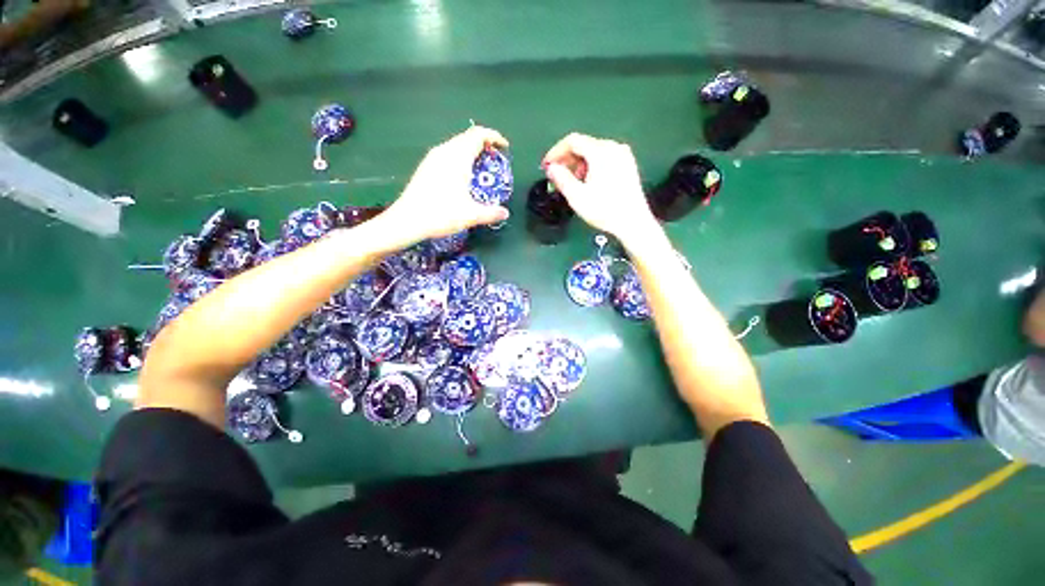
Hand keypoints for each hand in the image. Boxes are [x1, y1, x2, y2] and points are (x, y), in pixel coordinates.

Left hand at [382, 126, 510, 243]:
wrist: (407, 220)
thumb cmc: (441, 214)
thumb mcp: (471, 215)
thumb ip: (491, 213)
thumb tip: (505, 213)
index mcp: (457, 157)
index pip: (478, 135)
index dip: (494, 137)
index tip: (505, 148)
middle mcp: (444, 151)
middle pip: (468, 137)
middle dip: (485, 145)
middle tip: (495, 161)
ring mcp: (433, 158)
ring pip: (457, 145)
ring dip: (472, 152)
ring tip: (481, 169)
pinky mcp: (426, 166)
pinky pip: (448, 154)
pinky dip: (461, 158)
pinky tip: (463, 178)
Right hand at [542, 133, 659, 244]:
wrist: (633, 222)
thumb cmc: (604, 210)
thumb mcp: (577, 197)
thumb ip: (561, 179)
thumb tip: (551, 168)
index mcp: (600, 152)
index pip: (572, 141)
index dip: (556, 152)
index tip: (546, 167)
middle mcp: (613, 147)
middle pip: (584, 145)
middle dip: (567, 160)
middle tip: (557, 178)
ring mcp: (623, 155)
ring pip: (593, 152)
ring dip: (578, 164)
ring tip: (573, 183)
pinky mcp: (628, 164)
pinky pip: (604, 158)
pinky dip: (591, 166)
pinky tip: (589, 183)